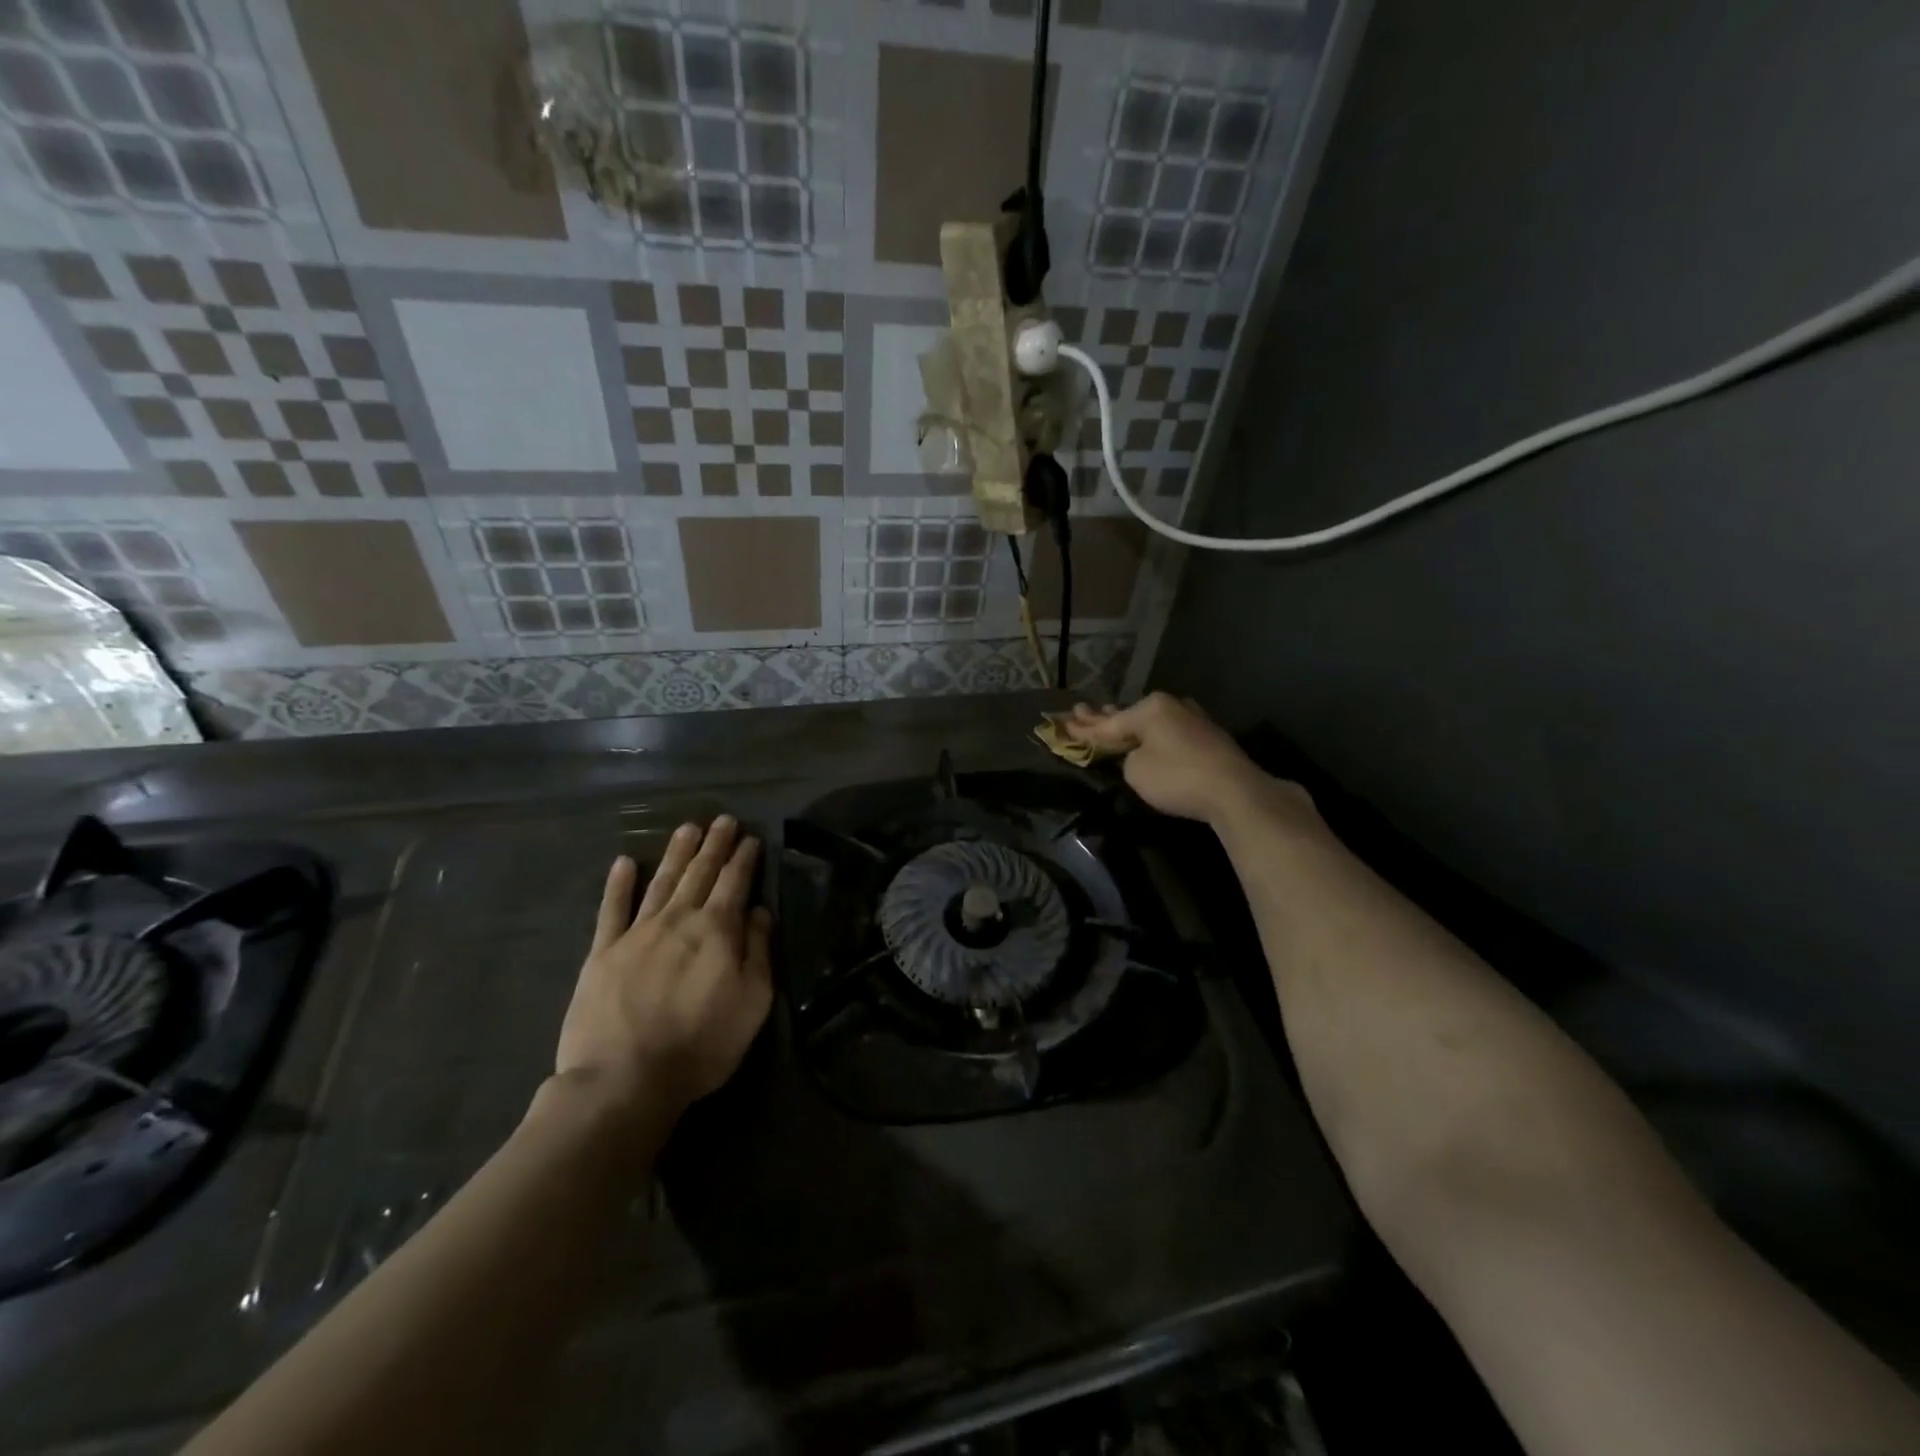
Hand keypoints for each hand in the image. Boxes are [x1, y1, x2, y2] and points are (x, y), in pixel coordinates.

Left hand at [555, 817, 773, 1121]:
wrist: (623, 1080)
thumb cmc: (700, 1045)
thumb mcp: (752, 1002)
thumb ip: (758, 951)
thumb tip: (759, 911)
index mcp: (716, 930)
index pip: (734, 882)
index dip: (743, 858)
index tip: (750, 837)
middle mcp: (678, 919)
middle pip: (699, 873)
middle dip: (714, 845)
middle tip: (722, 819)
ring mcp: (636, 933)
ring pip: (662, 882)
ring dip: (676, 853)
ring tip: (687, 828)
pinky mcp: (602, 953)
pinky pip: (611, 910)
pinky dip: (618, 885)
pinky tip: (624, 863)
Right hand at [1063, 693, 1312, 827]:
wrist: (1234, 791)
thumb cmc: (1177, 777)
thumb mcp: (1136, 771)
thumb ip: (1127, 758)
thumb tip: (1136, 753)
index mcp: (1150, 709)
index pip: (1108, 723)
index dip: (1083, 729)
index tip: (1063, 724)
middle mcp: (1170, 706)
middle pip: (1128, 716)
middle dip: (1103, 717)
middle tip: (1079, 711)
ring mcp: (1191, 719)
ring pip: (1150, 721)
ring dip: (1129, 724)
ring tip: (1108, 716)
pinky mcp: (1206, 736)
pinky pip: (1167, 731)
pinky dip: (1151, 734)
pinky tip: (1146, 732)